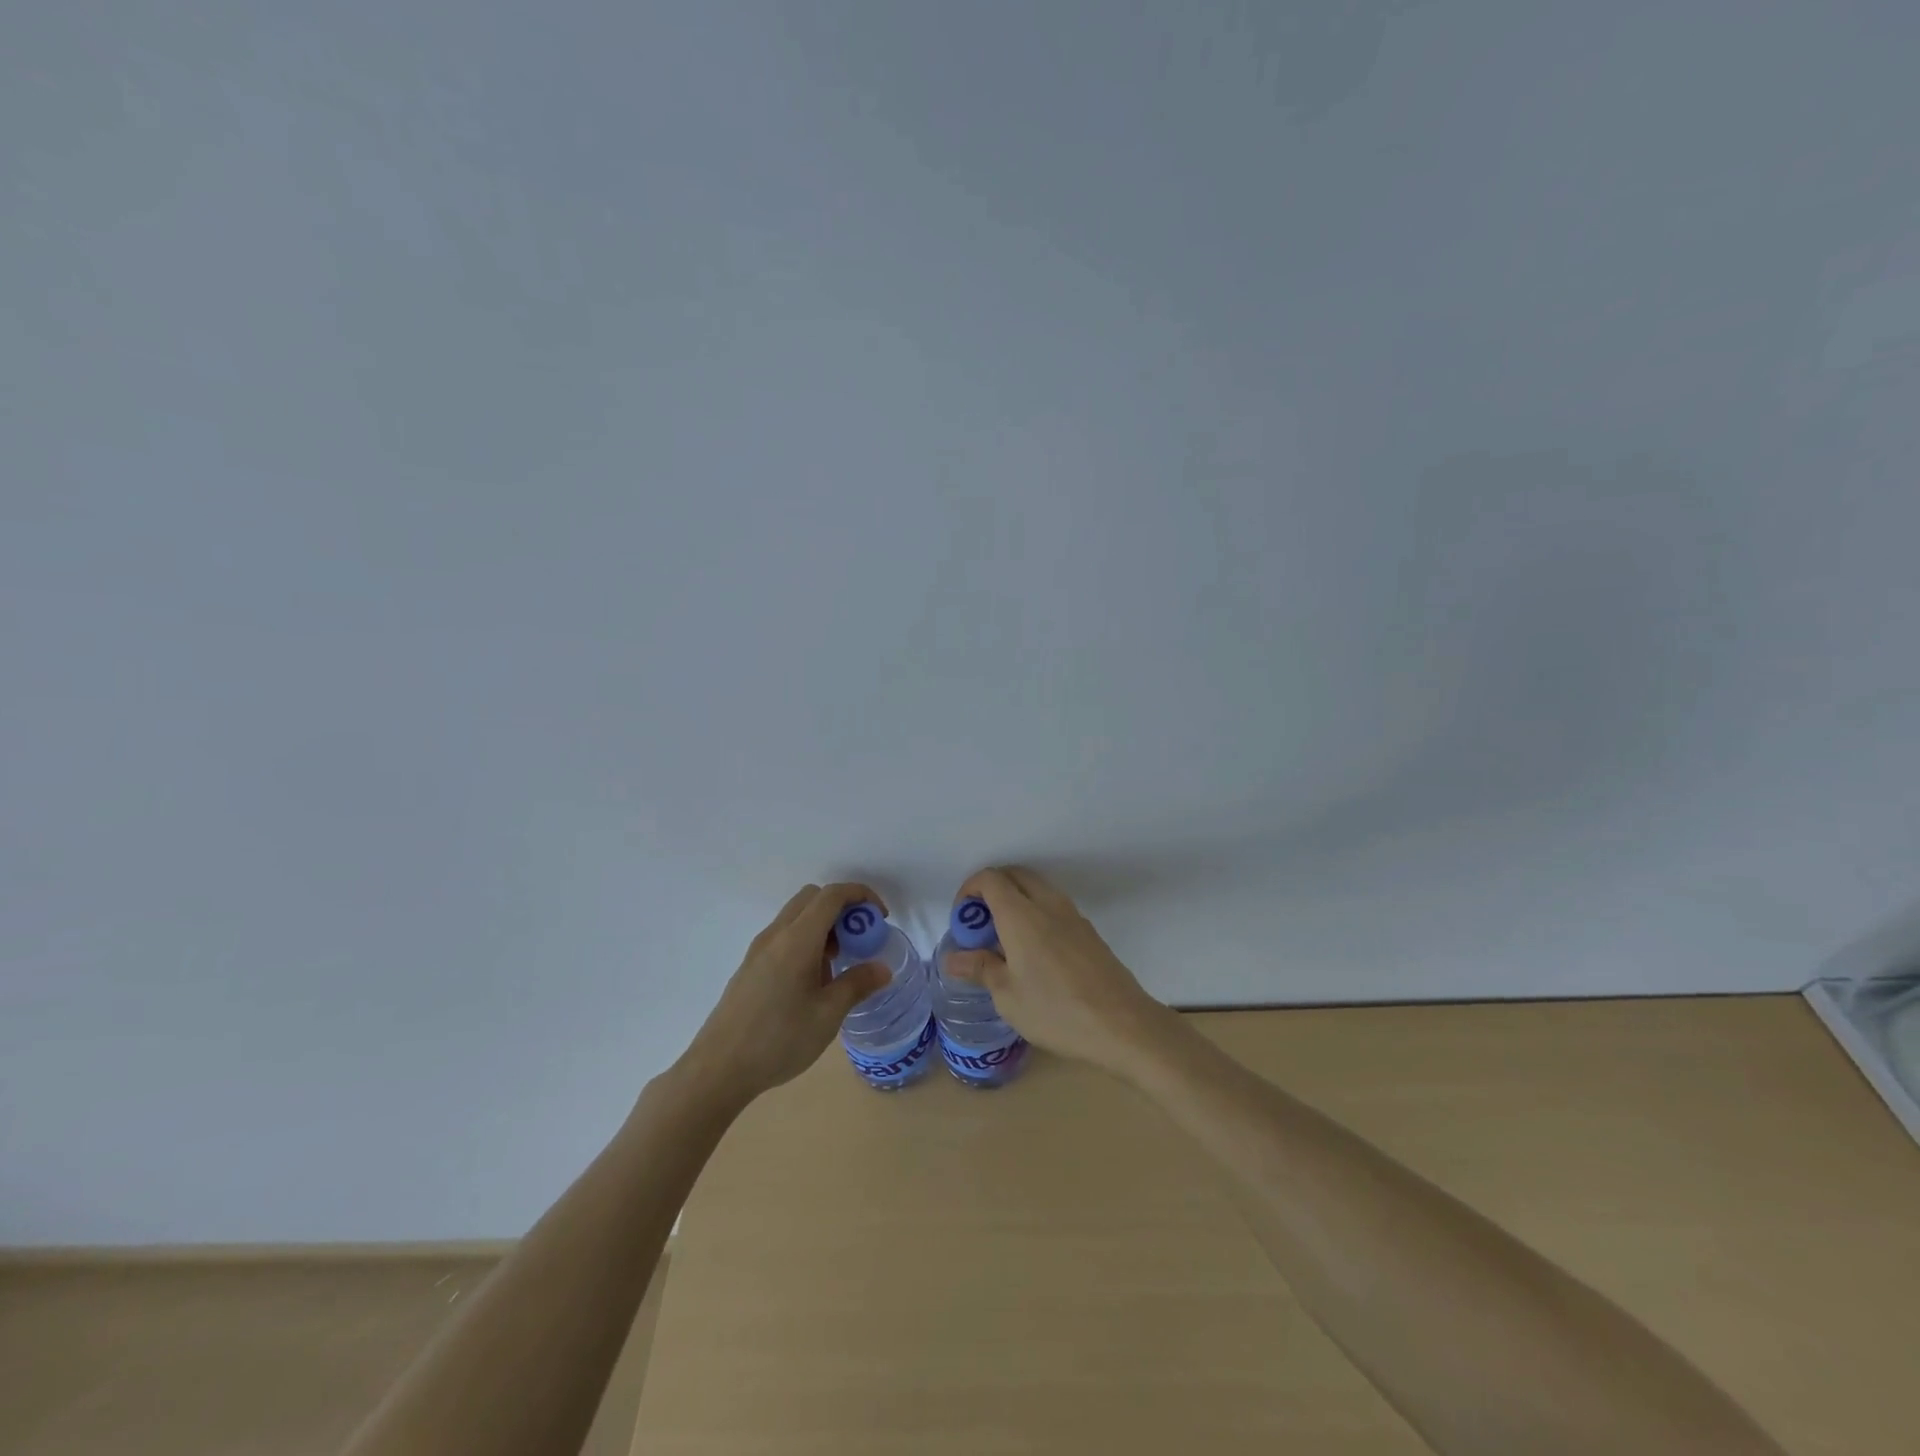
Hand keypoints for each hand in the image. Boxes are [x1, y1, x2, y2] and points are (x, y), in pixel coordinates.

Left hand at [679, 883, 893, 1104]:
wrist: (718, 1069)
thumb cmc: (779, 1040)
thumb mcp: (828, 1015)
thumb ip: (857, 984)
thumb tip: (882, 968)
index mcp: (797, 939)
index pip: (832, 895)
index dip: (861, 895)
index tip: (880, 918)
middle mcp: (776, 935)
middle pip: (812, 898)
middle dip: (842, 908)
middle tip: (860, 939)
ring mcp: (759, 949)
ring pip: (796, 916)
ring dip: (823, 925)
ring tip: (838, 964)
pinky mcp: (750, 966)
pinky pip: (784, 935)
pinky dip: (806, 940)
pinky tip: (812, 981)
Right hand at [945, 866, 1172, 1077]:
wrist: (1124, 1025)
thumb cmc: (1056, 1011)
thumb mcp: (1008, 997)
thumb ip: (980, 969)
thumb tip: (953, 959)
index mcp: (1022, 915)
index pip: (990, 879)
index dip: (969, 890)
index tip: (962, 919)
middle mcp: (1048, 904)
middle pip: (1015, 875)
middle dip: (991, 890)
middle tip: (980, 925)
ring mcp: (1073, 915)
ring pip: (1037, 888)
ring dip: (1016, 900)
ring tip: (1004, 940)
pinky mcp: (1089, 931)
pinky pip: (1054, 906)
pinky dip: (1036, 913)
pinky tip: (1034, 953)